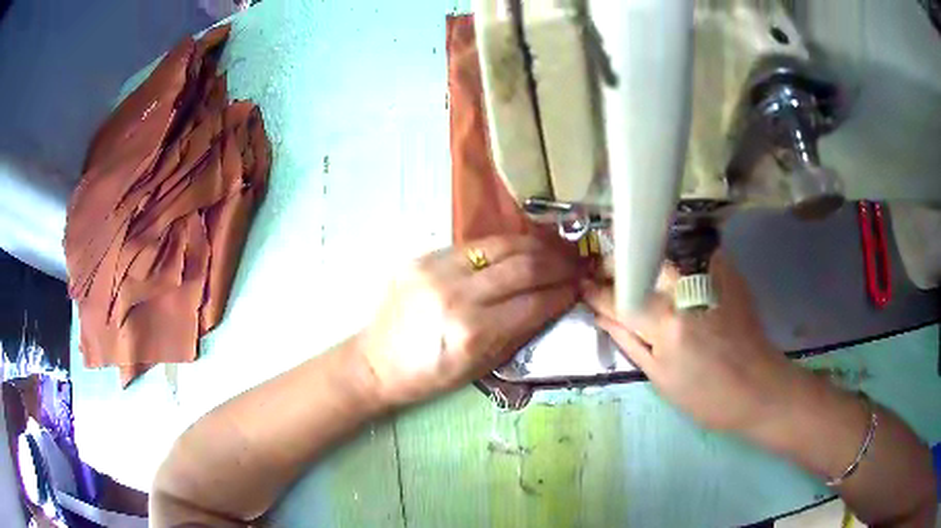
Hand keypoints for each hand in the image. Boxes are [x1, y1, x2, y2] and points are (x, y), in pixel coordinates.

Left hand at [359, 235, 580, 406]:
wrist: (376, 361)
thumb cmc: (429, 376)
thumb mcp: (480, 368)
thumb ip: (518, 333)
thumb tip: (552, 303)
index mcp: (473, 332)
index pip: (534, 302)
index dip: (563, 293)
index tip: (579, 288)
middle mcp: (458, 295)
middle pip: (523, 267)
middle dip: (557, 265)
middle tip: (574, 266)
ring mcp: (437, 270)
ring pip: (501, 246)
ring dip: (535, 248)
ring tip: (553, 252)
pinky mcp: (423, 257)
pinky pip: (474, 245)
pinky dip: (503, 246)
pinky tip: (518, 249)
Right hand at [583, 253, 798, 432]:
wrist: (760, 388)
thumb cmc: (708, 397)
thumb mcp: (662, 379)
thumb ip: (630, 343)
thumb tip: (602, 317)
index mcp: (666, 327)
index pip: (621, 299)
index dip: (598, 291)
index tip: (584, 284)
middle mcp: (687, 293)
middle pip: (643, 263)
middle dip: (619, 262)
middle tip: (607, 269)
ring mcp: (710, 279)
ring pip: (666, 253)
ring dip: (645, 258)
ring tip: (637, 269)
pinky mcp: (728, 273)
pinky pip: (694, 253)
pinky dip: (679, 257)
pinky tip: (675, 268)